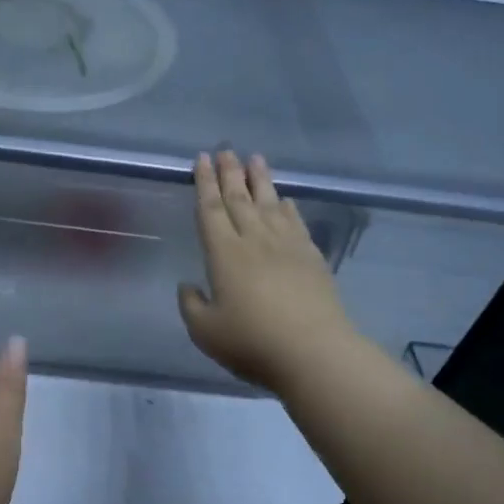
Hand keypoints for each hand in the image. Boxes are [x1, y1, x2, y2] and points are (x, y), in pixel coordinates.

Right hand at [178, 150, 356, 395]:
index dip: (204, 183)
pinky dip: (288, 208)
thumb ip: (191, 305)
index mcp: (224, 253)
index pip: (210, 209)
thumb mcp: (205, 331)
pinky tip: (285, 200)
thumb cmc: (252, 342)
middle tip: (226, 150)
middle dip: (230, 173)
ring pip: (269, 204)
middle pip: (239, 199)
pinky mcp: (311, 258)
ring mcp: (286, 246)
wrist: (314, 353)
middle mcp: (254, 240)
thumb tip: (189, 286)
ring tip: (255, 158)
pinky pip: (296, 223)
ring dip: (260, 180)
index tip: (202, 159)